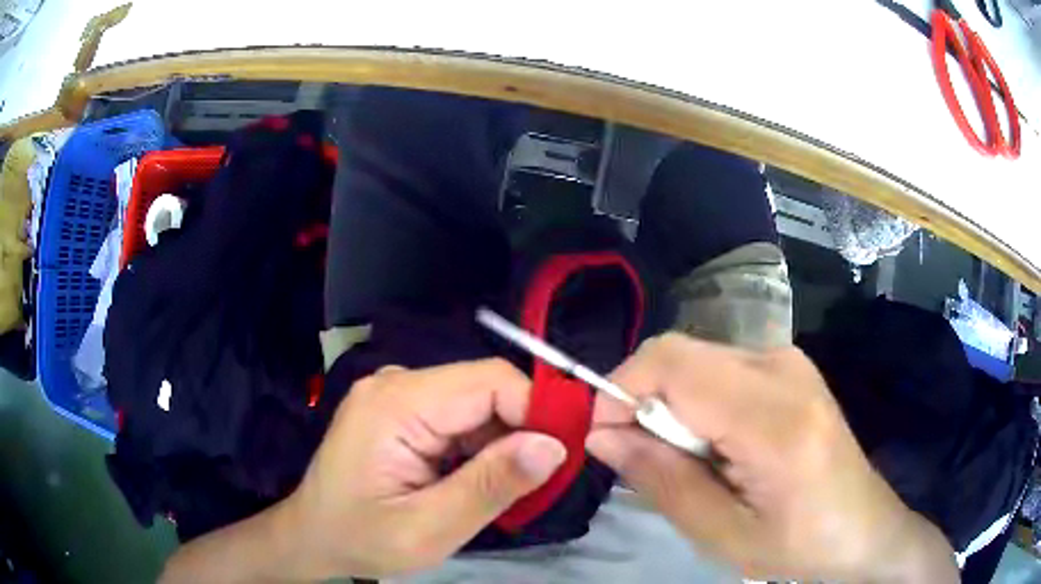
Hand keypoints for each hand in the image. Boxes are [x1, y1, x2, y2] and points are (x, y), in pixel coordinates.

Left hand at [282, 359, 565, 578]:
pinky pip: (459, 417)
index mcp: (397, 403)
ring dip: (502, 442)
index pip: (490, 380)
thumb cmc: (361, 539)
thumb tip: (554, 445)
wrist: (313, 537)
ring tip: (508, 487)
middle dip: (522, 430)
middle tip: (540, 481)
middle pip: (485, 388)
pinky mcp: (401, 411)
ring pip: (477, 403)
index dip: (538, 409)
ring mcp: (397, 394)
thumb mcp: (429, 529)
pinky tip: (476, 479)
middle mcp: (397, 384)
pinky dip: (480, 446)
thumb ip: (491, 486)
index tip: (565, 454)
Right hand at [588, 333, 957, 581]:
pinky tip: (715, 446)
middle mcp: (782, 368)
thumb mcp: (722, 534)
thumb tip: (602, 436)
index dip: (620, 390)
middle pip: (681, 354)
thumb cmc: (798, 545)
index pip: (672, 363)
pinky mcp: (790, 367)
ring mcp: (789, 361)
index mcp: (773, 417)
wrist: (863, 529)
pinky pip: (719, 367)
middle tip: (644, 461)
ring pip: (697, 359)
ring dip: (670, 406)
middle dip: (643, 402)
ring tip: (686, 462)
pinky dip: (697, 401)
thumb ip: (661, 481)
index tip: (603, 440)